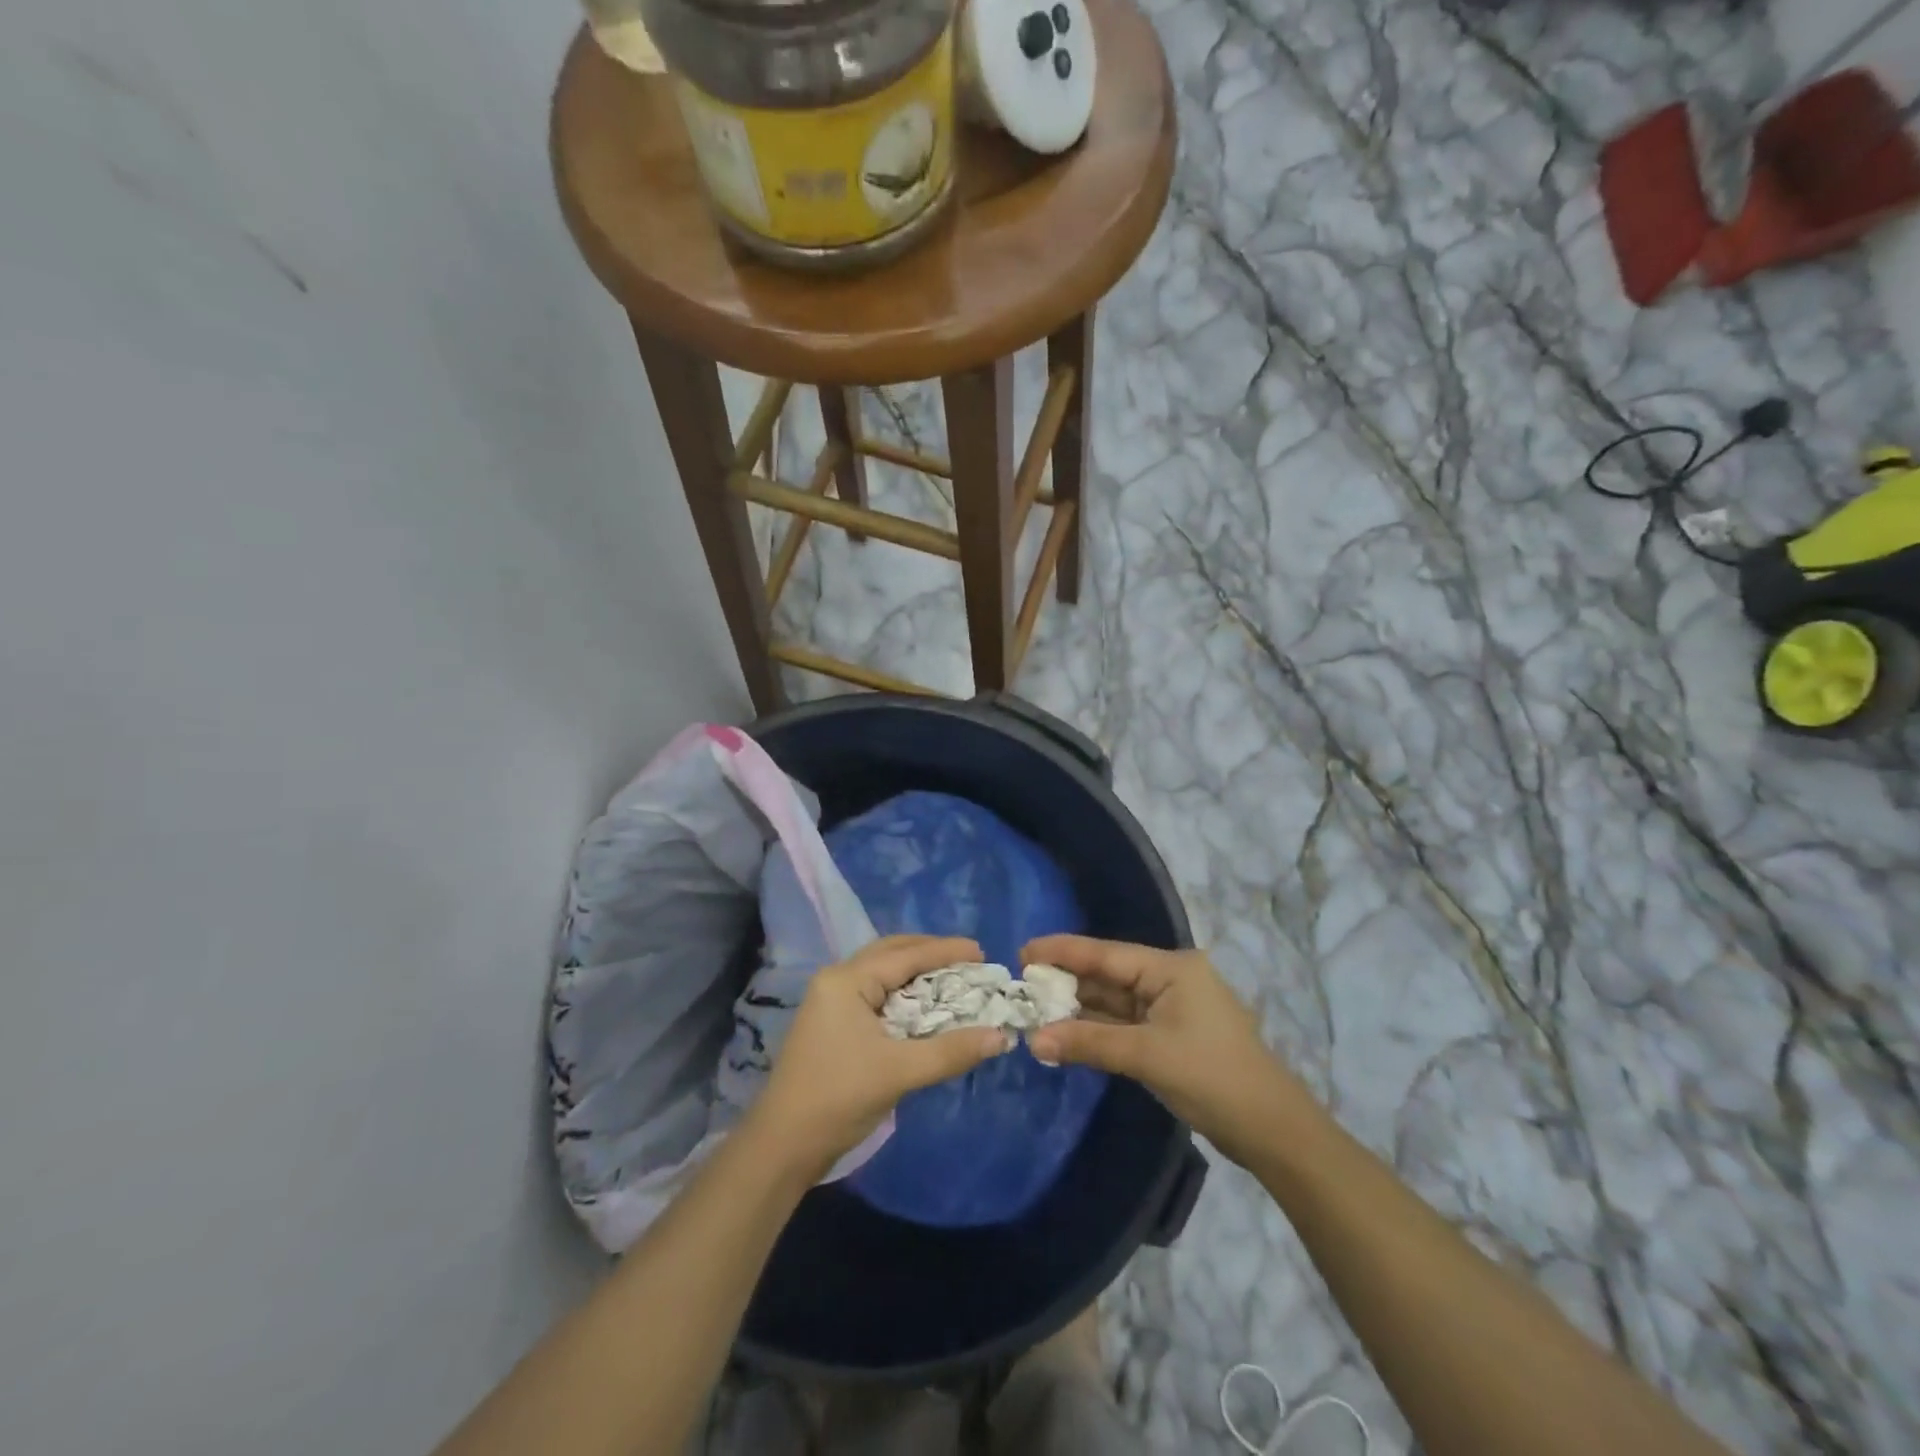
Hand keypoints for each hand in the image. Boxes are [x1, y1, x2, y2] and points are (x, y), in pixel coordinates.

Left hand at [747, 935, 1012, 1181]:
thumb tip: (1001, 1036)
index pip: (905, 955)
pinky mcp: (833, 1024)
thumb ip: (951, 1051)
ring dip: (917, 972)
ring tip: (953, 978)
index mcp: (847, 980)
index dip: (946, 951)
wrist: (782, 1146)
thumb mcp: (899, 1072)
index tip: (982, 951)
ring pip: (882, 973)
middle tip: (970, 961)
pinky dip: (904, 993)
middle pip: (891, 953)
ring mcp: (831, 1002)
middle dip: (931, 953)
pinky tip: (925, 1006)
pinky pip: (876, 994)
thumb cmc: (838, 1099)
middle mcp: (837, 980)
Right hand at [1024, 936, 1314, 1166]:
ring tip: (1033, 1009)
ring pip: (1113, 1000)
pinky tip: (1064, 1032)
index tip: (1022, 951)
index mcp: (1171, 968)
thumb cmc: (1212, 1077)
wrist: (1271, 1129)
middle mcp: (1170, 978)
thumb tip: (1034, 1039)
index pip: (1105, 953)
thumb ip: (1088, 1042)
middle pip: (1107, 975)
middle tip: (1020, 986)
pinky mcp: (1169, 1035)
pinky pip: (1123, 1023)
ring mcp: (1170, 1007)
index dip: (1062, 951)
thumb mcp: (1146, 1055)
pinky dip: (1095, 1029)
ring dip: (1078, 1008)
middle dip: (1066, 982)